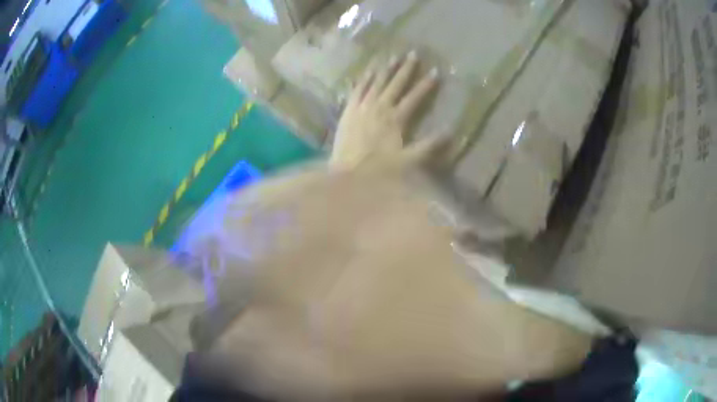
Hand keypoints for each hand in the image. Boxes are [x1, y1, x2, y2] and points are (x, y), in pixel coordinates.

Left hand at [330, 51, 438, 169]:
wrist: (347, 173)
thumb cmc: (378, 169)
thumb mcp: (408, 161)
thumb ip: (430, 145)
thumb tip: (451, 132)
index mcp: (396, 118)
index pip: (415, 97)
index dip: (426, 84)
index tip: (436, 71)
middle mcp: (379, 107)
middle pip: (395, 84)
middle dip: (406, 69)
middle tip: (413, 54)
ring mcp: (362, 106)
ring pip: (376, 82)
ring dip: (385, 69)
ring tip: (393, 56)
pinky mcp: (348, 110)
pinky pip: (357, 89)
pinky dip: (363, 79)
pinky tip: (367, 71)